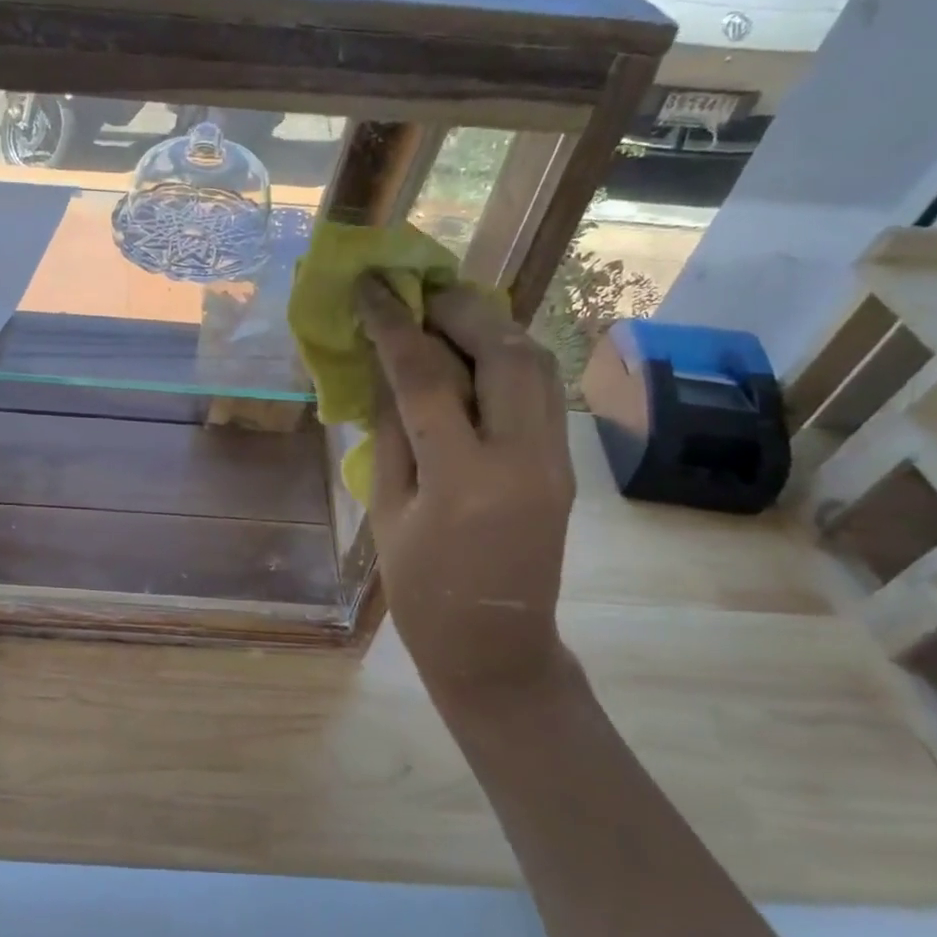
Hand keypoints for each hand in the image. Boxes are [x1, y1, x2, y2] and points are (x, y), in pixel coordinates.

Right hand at [355, 278, 577, 712]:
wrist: (497, 649)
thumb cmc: (422, 593)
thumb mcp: (385, 511)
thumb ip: (390, 431)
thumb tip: (385, 366)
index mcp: (463, 480)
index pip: (427, 377)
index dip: (393, 324)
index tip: (370, 287)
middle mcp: (523, 458)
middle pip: (504, 351)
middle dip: (457, 310)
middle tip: (416, 297)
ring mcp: (555, 458)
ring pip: (536, 361)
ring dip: (489, 327)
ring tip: (443, 320)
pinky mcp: (565, 461)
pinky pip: (540, 388)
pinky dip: (506, 357)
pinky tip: (471, 358)